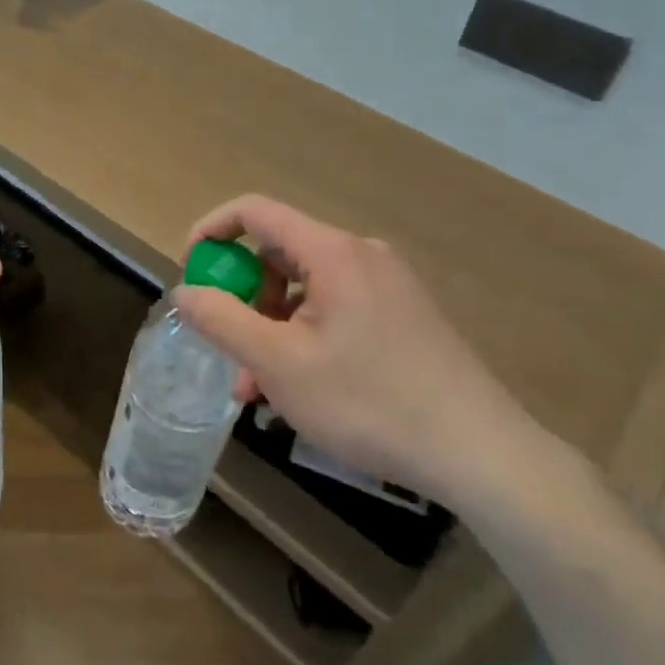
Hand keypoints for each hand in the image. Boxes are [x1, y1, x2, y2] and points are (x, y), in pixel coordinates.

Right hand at [173, 194, 547, 507]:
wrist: (479, 453)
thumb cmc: (368, 401)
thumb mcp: (278, 363)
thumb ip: (222, 320)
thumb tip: (185, 290)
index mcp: (333, 252)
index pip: (256, 211)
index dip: (212, 230)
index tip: (189, 269)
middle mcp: (362, 255)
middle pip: (279, 254)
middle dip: (243, 299)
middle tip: (228, 351)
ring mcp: (388, 285)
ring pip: (306, 290)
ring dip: (271, 328)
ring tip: (260, 390)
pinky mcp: (403, 316)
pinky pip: (335, 309)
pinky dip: (304, 337)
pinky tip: (301, 390)